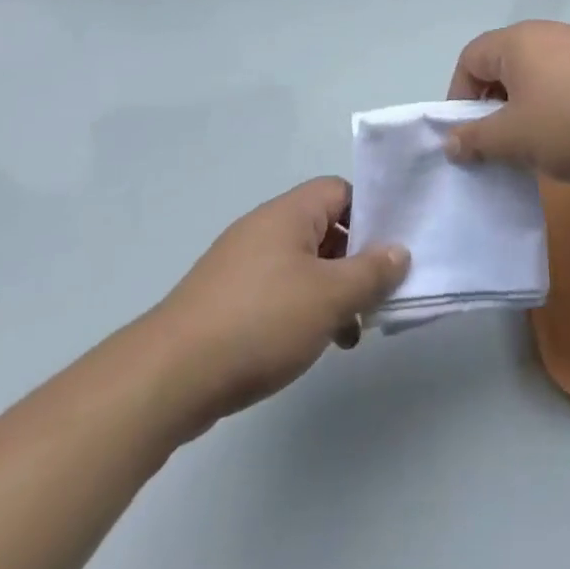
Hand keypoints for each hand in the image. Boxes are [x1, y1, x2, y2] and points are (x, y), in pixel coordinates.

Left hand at [154, 178, 408, 432]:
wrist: (169, 377)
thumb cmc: (260, 322)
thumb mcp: (330, 297)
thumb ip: (371, 272)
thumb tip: (399, 250)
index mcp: (289, 213)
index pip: (340, 191)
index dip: (370, 214)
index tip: (391, 248)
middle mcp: (265, 228)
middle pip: (324, 228)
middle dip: (354, 260)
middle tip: (376, 295)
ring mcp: (242, 264)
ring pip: (302, 264)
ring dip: (330, 291)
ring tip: (349, 331)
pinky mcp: (226, 300)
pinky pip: (278, 290)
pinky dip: (301, 309)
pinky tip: (310, 345)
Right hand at [443, 20, 569, 182]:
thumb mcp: (514, 139)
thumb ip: (476, 138)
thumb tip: (451, 140)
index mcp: (516, 41)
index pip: (470, 59)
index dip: (459, 96)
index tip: (467, 135)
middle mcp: (546, 32)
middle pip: (503, 63)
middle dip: (493, 103)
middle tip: (499, 142)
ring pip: (536, 73)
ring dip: (526, 106)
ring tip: (537, 144)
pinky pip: (566, 78)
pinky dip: (557, 104)